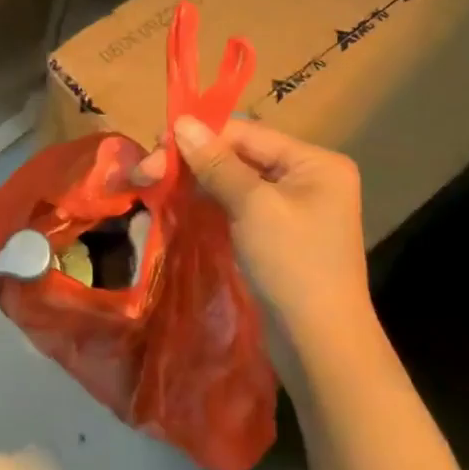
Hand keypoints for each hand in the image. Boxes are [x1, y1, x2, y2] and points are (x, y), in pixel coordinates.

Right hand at [139, 117, 371, 344]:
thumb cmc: (292, 265)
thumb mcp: (253, 206)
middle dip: (193, 158)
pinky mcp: (277, 232)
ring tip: (155, 182)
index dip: (199, 135)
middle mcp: (307, 177)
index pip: (247, 132)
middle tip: (148, 170)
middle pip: (239, 153)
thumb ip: (216, 162)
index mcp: (314, 162)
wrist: (320, 346)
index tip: (155, 144)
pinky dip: (209, 200)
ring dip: (196, 178)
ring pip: (234, 178)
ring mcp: (293, 206)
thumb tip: (182, 122)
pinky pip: (238, 203)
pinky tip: (180, 200)